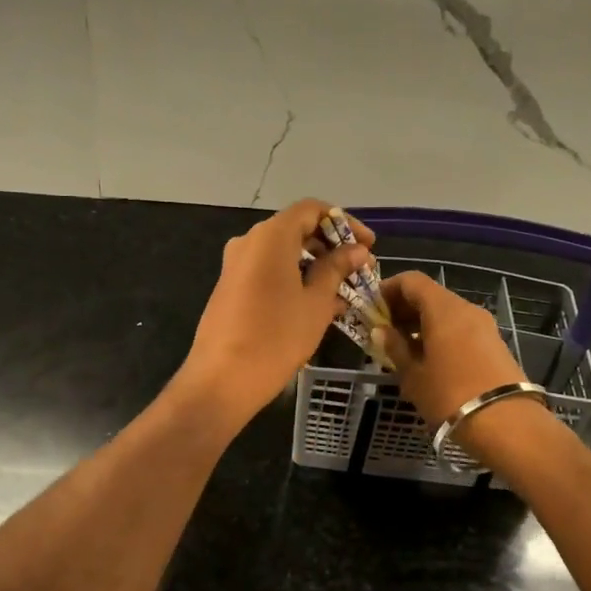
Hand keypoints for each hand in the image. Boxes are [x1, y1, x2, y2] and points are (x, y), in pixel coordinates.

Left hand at [174, 199, 373, 427]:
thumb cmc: (277, 337)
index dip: (344, 223)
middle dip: (331, 246)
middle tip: (359, 270)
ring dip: (314, 266)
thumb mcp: (316, 302)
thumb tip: (357, 250)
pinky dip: (294, 279)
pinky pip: (268, 272)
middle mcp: (249, 242)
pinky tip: (317, 304)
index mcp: (271, 236)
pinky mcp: (230, 288)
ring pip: (283, 254)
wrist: (223, 379)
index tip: (367, 245)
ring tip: (344, 291)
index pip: (312, 210)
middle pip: (296, 230)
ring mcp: (235, 265)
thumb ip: (336, 269)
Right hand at [373, 270, 529, 428]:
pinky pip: (460, 329)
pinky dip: (440, 335)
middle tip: (384, 333)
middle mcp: (466, 309)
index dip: (388, 289)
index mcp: (443, 309)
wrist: (506, 424)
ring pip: (446, 313)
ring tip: (404, 350)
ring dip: (422, 324)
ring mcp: (484, 326)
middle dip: (404, 309)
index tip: (372, 309)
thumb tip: (381, 331)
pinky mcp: (494, 344)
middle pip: (430, 295)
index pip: (412, 281)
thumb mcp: (413, 375)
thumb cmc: (450, 395)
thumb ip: (395, 348)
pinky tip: (429, 360)